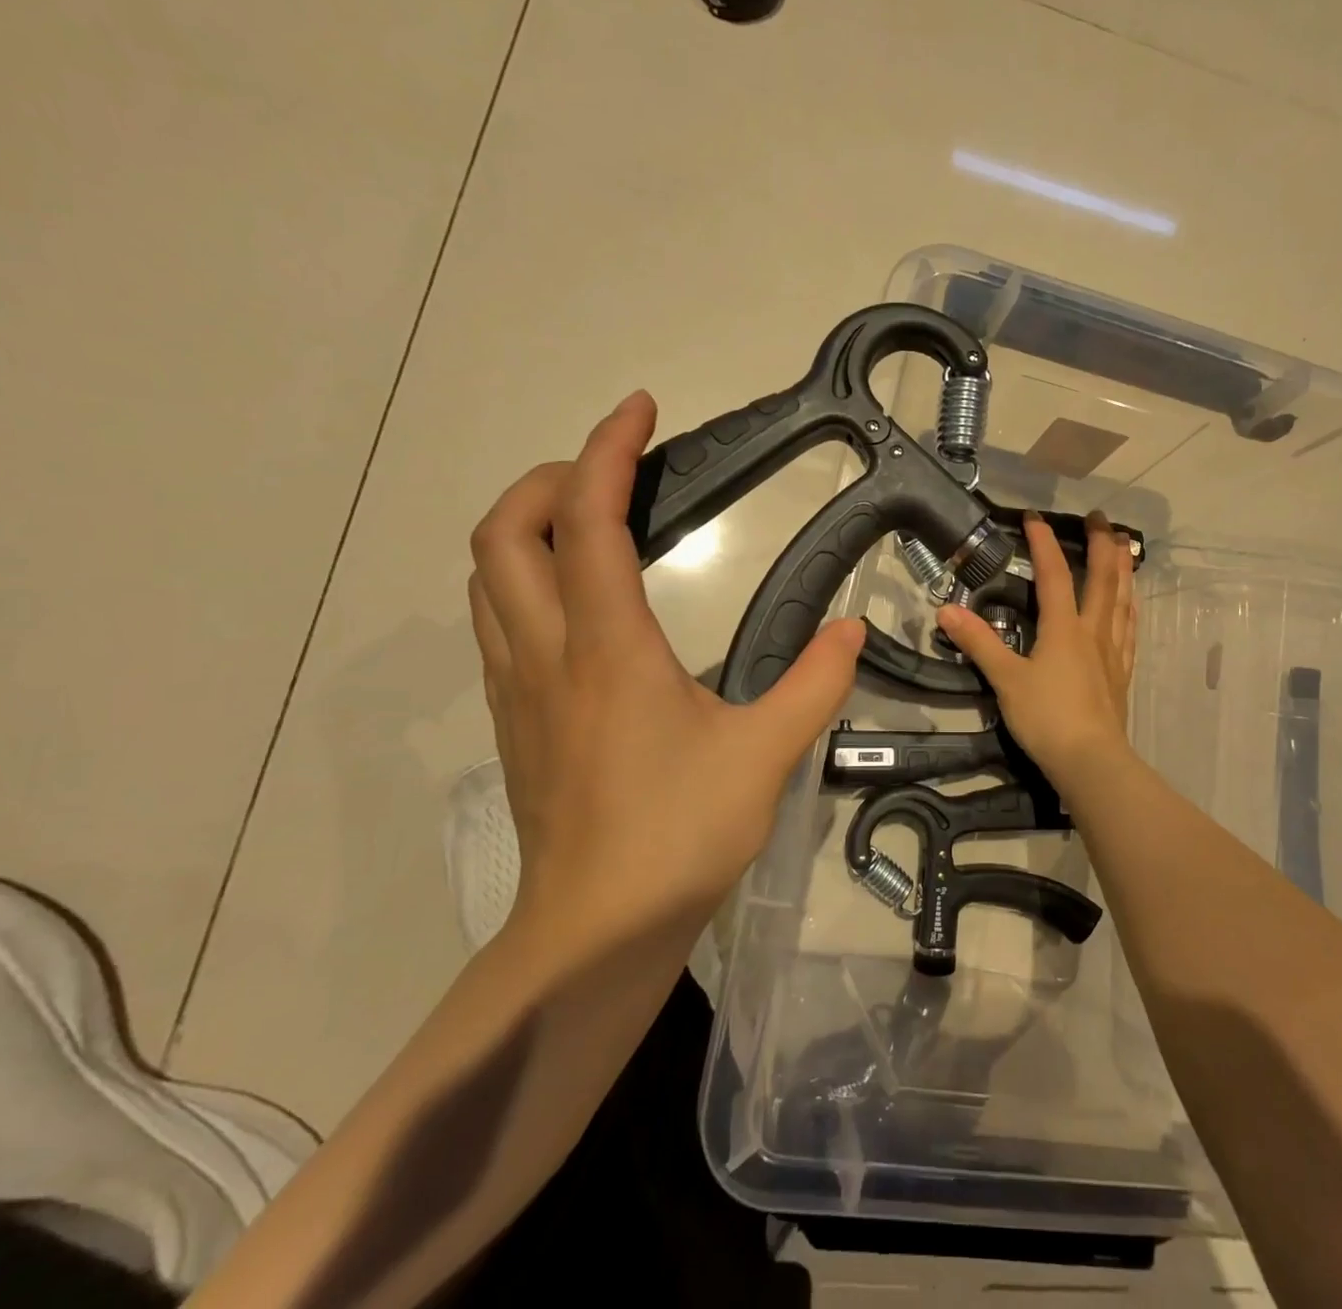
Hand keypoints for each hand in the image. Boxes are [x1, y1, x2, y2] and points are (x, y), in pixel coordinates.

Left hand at [466, 391, 864, 937]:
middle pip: (504, 533)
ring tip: (594, 519)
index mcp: (606, 647)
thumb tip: (852, 627)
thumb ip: (816, 682)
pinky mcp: (516, 718)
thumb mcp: (766, 754)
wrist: (596, 930)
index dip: (608, 452)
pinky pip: (500, 618)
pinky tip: (582, 599)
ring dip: (530, 526)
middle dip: (552, 478)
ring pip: (489, 576)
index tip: (639, 410)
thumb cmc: (679, 835)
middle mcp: (546, 652)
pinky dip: (528, 576)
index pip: (588, 522)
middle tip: (614, 472)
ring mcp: (519, 686)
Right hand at [936, 512, 1136, 782]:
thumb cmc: (1046, 718)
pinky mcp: (1120, 674)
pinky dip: (1131, 608)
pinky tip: (1132, 604)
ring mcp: (1112, 652)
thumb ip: (979, 643)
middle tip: (1102, 518)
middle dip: (1102, 545)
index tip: (1034, 517)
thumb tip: (946, 610)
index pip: (1054, 575)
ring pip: (1122, 600)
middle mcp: (1093, 631)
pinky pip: (1129, 630)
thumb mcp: (1006, 680)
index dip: (1044, 543)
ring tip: (1126, 547)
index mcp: (1063, 628)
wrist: (1090, 761)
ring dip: (1123, 570)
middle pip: (1102, 579)